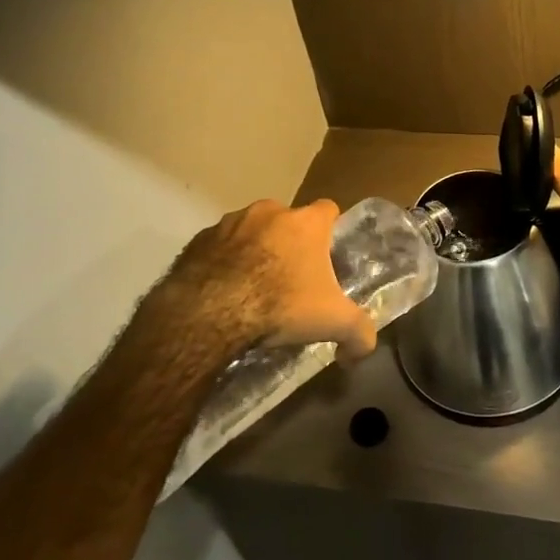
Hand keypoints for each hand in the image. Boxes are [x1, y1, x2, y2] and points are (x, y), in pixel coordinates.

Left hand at [166, 199, 377, 360]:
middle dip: (289, 243)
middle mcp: (268, 211)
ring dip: (254, 251)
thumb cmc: (280, 305)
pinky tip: (223, 293)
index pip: (328, 209)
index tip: (327, 255)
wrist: (209, 313)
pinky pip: (218, 247)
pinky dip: (222, 263)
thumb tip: (363, 349)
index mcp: (305, 222)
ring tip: (252, 288)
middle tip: (291, 278)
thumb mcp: (333, 323)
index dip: (330, 230)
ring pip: (250, 231)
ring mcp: (229, 223)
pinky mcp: (197, 240)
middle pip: (287, 221)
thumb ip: (359, 333)